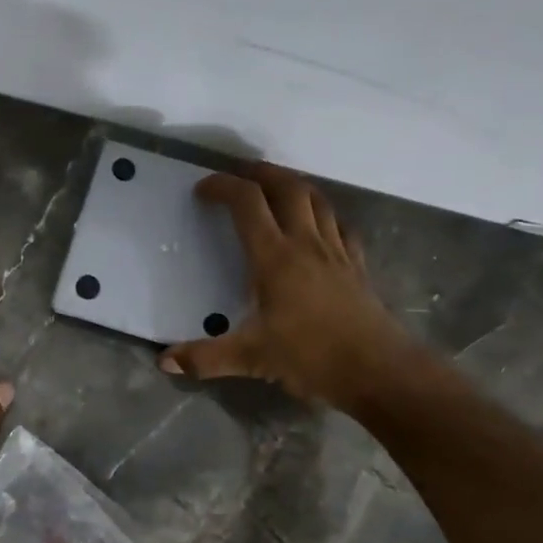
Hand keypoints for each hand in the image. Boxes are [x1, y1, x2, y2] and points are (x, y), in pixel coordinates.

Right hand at [160, 162, 427, 412]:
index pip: (247, 203)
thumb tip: (164, 361)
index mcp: (275, 258)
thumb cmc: (311, 357)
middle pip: (287, 187)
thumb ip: (205, 358)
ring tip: (276, 189)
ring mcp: (336, 251)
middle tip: (240, 173)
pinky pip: (340, 226)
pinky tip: (318, 226)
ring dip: (293, 186)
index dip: (223, 187)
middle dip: (261, 173)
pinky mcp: (357, 265)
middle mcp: (306, 243)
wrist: (378, 370)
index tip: (203, 190)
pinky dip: (324, 215)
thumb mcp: (251, 359)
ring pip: (317, 200)